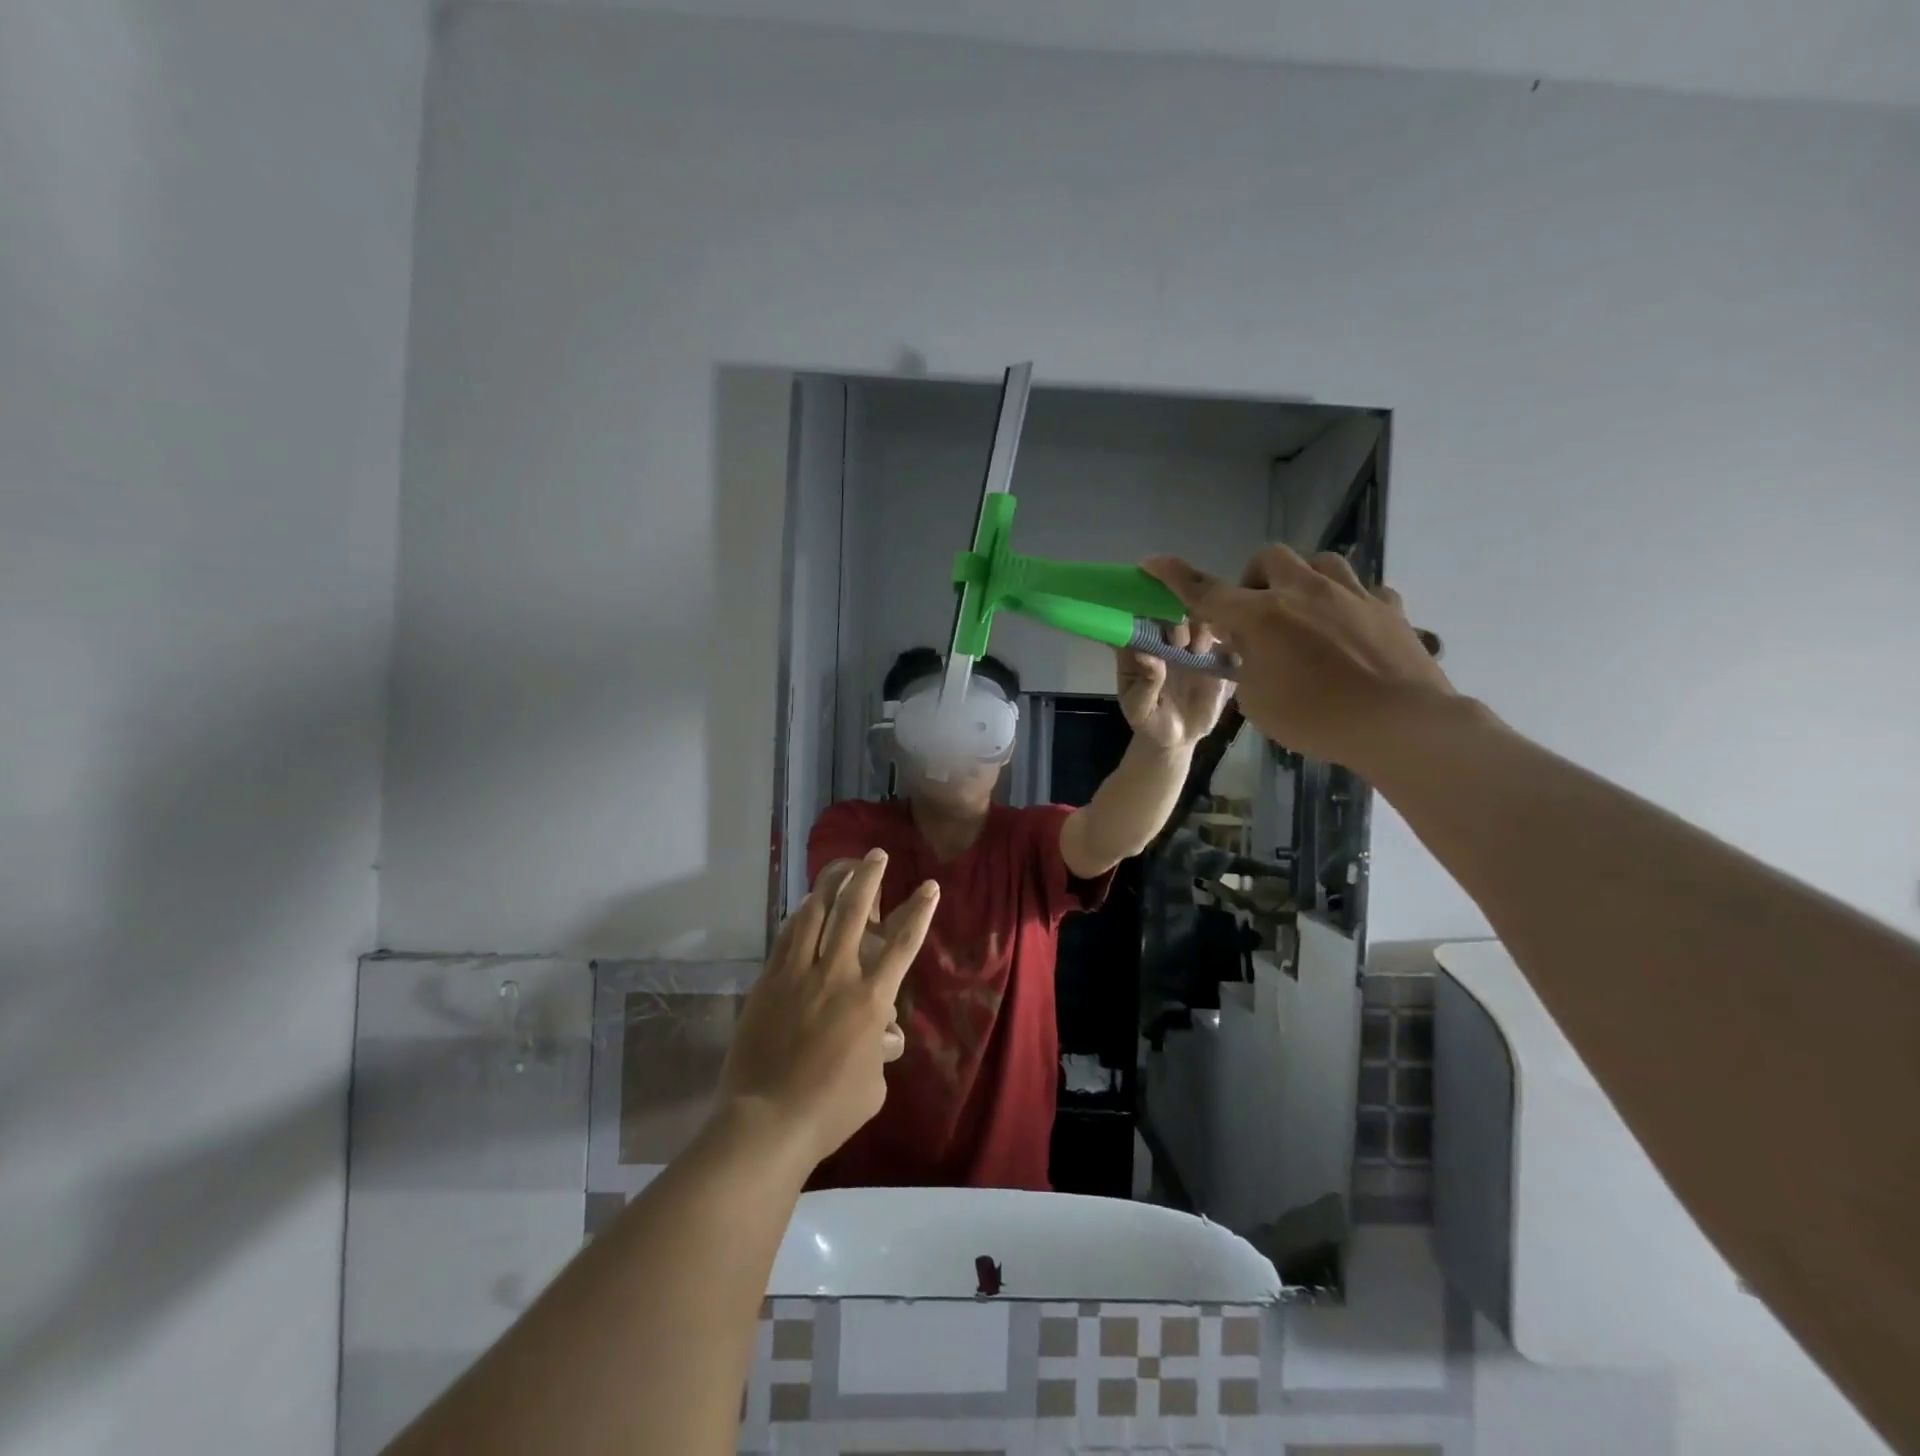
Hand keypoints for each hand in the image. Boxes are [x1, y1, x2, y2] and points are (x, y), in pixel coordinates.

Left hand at [719, 851, 937, 1167]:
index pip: (902, 944)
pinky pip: (786, 938)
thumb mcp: (873, 1087)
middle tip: (875, 854)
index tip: (929, 885)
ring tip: (839, 867)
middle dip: (868, 876)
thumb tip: (885, 1036)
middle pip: (853, 912)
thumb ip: (881, 1052)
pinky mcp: (769, 982)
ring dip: (829, 886)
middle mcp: (836, 975)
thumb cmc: (829, 1110)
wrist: (766, 1121)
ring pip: (814, 915)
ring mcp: (798, 975)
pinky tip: (804, 908)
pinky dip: (800, 917)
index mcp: (870, 1000)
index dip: (919, 911)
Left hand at [1114, 620, 1233, 750]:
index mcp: (1139, 648)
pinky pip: (1224, 640)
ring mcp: (1191, 645)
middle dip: (1175, 621)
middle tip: (1179, 642)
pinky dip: (1228, 639)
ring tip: (1198, 650)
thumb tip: (1146, 655)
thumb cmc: (1150, 720)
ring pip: (1200, 620)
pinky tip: (1225, 652)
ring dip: (1200, 628)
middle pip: (1172, 614)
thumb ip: (1144, 684)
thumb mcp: (1139, 709)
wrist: (1178, 737)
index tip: (1156, 621)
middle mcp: (1165, 639)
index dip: (1146, 613)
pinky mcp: (1215, 655)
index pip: (1139, 619)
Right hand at [1143, 547, 1454, 771]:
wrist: (1400, 724)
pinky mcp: (1389, 608)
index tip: (1153, 561)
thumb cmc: (1316, 719)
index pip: (1207, 591)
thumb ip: (1245, 668)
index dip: (1176, 577)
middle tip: (1256, 615)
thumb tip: (1249, 652)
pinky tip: (1348, 629)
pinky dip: (1346, 603)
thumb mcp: (1257, 703)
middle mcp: (1305, 592)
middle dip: (1254, 579)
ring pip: (1320, 562)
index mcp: (1263, 617)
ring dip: (1302, 580)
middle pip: (1269, 558)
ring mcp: (1352, 594)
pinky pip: (1363, 590)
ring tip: (1304, 613)